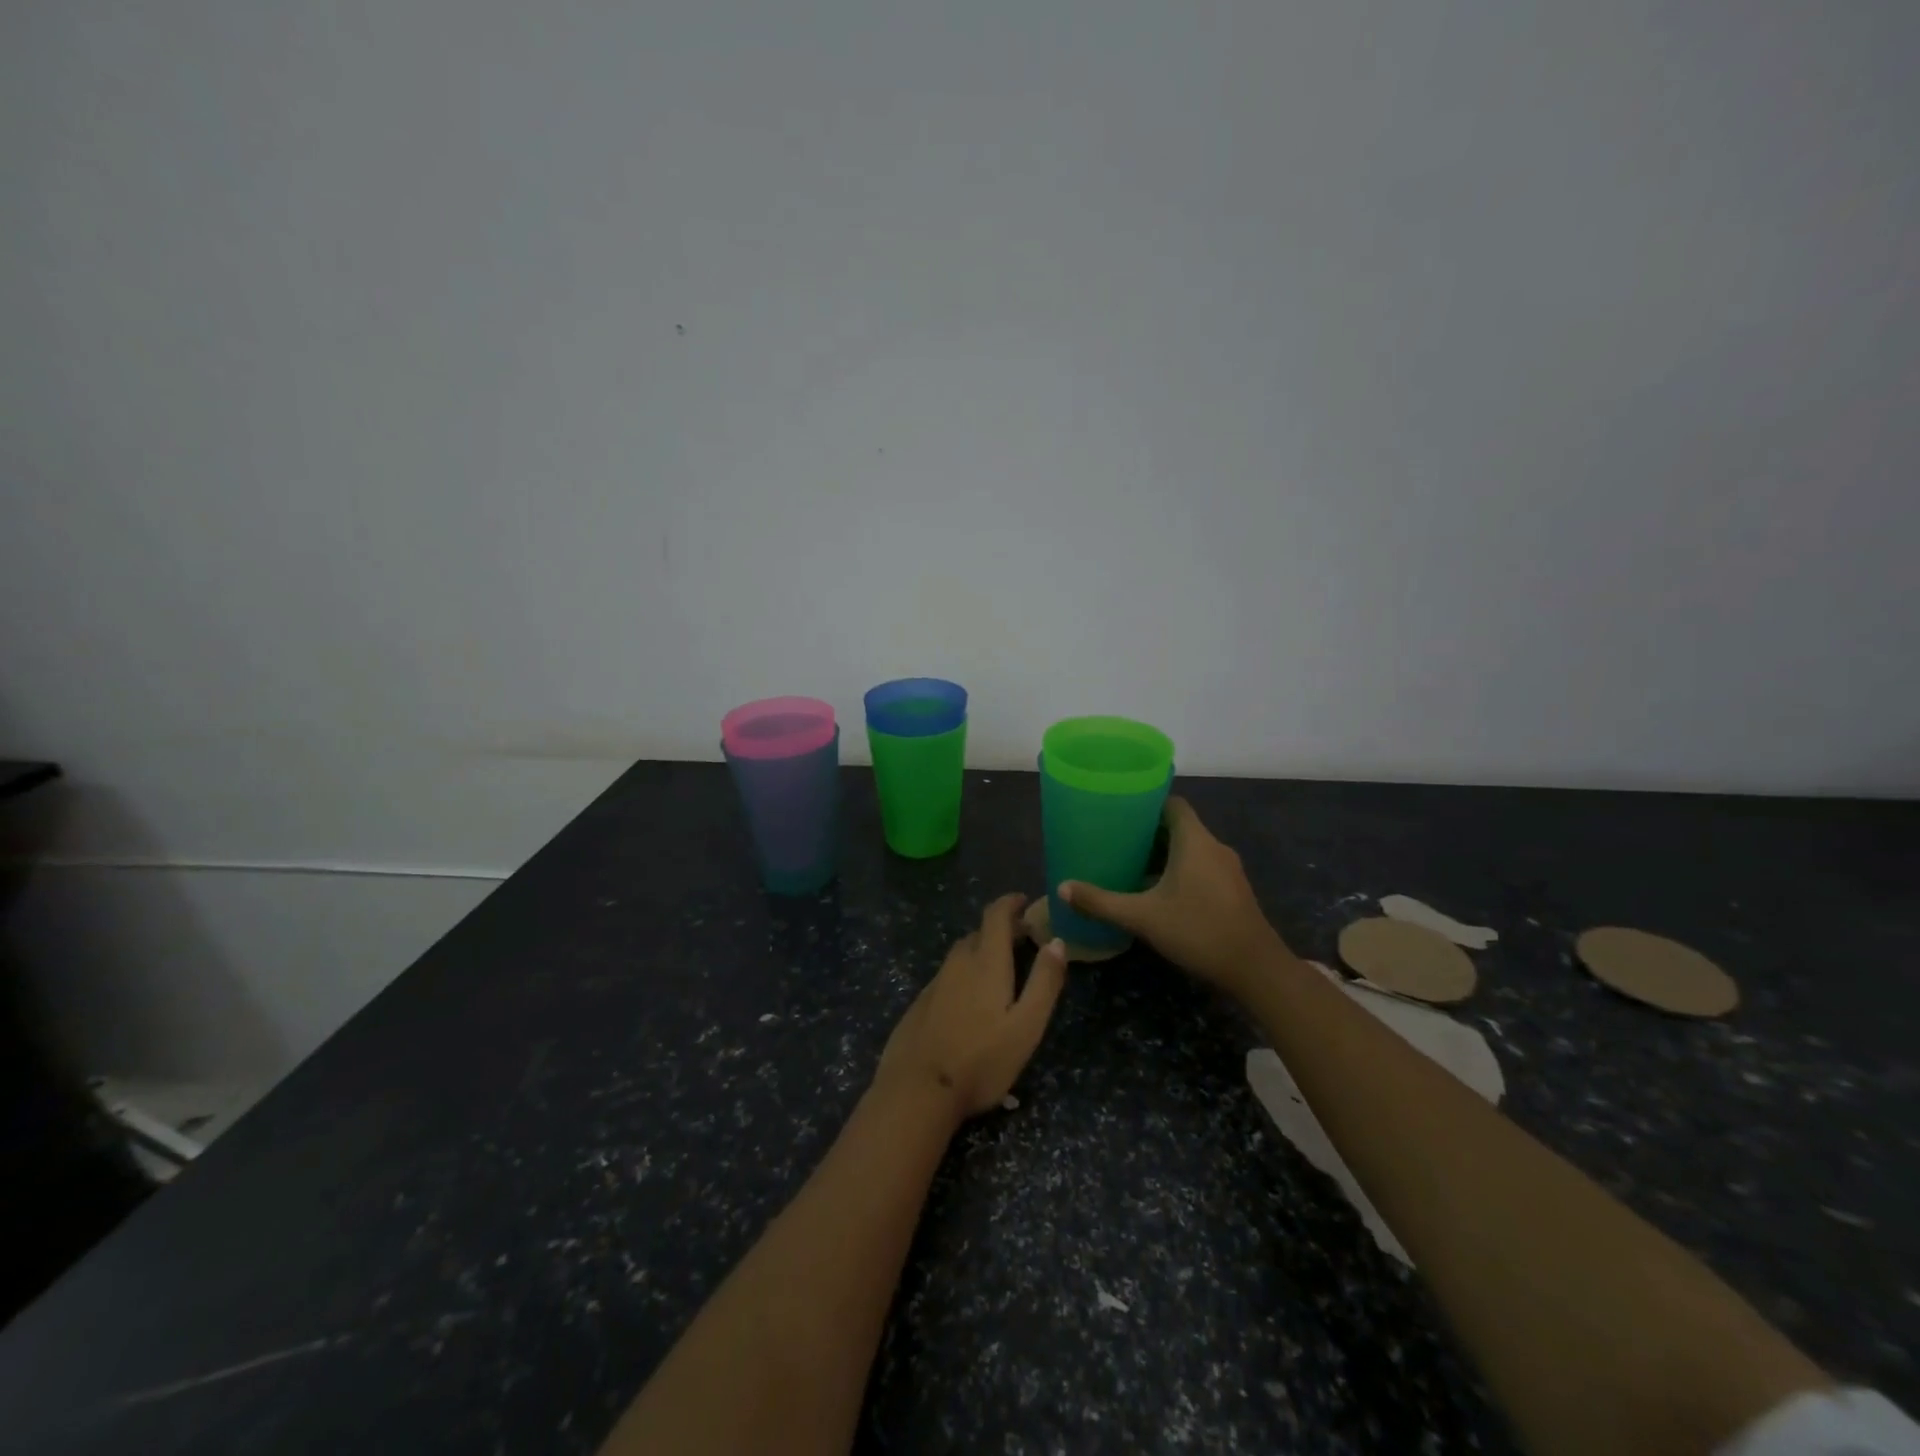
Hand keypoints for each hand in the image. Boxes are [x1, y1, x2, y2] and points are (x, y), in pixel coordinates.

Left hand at [875, 894, 1068, 1122]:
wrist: (917, 1091)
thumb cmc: (981, 1059)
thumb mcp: (1026, 1025)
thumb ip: (1044, 982)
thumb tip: (1057, 941)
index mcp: (985, 962)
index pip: (995, 916)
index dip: (1010, 903)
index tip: (1024, 901)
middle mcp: (957, 963)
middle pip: (979, 934)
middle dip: (1001, 930)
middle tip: (1023, 940)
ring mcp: (935, 983)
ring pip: (962, 955)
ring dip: (981, 951)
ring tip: (1000, 968)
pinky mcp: (920, 1004)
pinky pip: (948, 976)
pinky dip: (964, 974)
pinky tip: (970, 1000)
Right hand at [1059, 797, 1287, 998]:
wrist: (1255, 969)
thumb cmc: (1198, 930)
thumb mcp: (1142, 917)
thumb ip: (1101, 902)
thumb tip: (1062, 888)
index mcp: (1194, 841)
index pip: (1172, 804)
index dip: (1147, 803)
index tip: (1121, 812)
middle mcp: (1214, 847)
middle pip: (1179, 826)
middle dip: (1148, 832)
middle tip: (1116, 841)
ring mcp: (1227, 869)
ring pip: (1191, 848)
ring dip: (1164, 853)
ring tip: (1131, 865)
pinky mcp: (1233, 889)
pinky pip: (1201, 866)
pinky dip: (1179, 870)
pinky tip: (1158, 892)